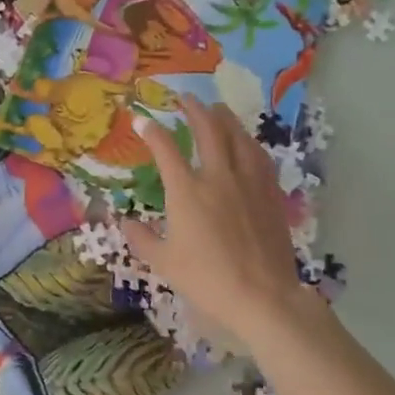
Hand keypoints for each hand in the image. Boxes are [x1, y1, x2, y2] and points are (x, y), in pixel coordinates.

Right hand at [120, 97, 334, 347]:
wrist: (262, 295)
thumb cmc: (207, 279)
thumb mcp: (164, 262)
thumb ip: (142, 239)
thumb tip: (124, 221)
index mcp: (187, 192)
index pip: (166, 151)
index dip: (152, 132)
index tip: (142, 119)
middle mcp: (218, 178)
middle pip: (208, 131)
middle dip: (194, 110)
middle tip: (185, 99)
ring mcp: (249, 183)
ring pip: (239, 138)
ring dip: (226, 119)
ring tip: (218, 109)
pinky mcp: (270, 195)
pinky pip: (260, 158)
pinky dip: (249, 143)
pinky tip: (247, 143)